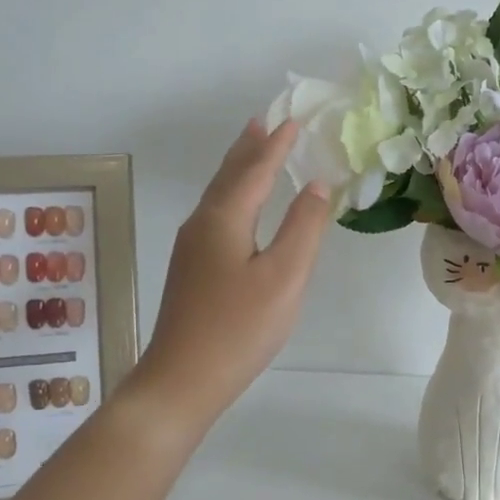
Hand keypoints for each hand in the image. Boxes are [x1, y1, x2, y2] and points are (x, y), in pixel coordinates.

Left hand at [128, 119, 332, 436]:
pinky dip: (234, 194)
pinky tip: (240, 206)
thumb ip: (304, 227)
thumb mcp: (285, 276)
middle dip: (249, 147)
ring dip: (239, 168)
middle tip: (266, 121)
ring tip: (253, 149)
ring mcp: (192, 247)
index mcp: (224, 218)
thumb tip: (317, 185)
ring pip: (219, 194)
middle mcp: (202, 224)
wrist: (182, 379)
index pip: (255, 170)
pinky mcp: (192, 269)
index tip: (294, 119)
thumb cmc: (239, 327)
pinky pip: (216, 213)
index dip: (276, 145)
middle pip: (229, 175)